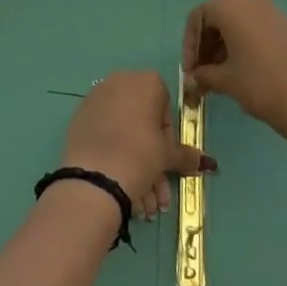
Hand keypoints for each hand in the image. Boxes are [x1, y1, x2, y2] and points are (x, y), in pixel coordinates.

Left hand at [63, 71, 213, 221]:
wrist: (95, 176)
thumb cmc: (140, 155)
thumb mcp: (167, 156)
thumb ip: (185, 155)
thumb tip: (207, 162)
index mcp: (145, 81)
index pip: (165, 105)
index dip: (168, 135)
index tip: (166, 157)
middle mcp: (119, 82)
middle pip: (142, 122)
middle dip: (153, 159)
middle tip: (157, 193)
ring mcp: (96, 98)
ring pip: (124, 132)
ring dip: (137, 167)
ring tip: (143, 204)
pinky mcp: (80, 117)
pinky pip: (105, 134)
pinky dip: (115, 155)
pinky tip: (121, 187)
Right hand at [183, 0, 286, 143]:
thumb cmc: (260, 84)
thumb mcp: (225, 80)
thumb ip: (203, 75)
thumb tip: (191, 80)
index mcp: (231, 7)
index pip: (198, 17)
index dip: (189, 44)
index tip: (190, 71)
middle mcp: (251, 1)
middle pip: (217, 18)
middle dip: (205, 46)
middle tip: (201, 74)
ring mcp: (272, 12)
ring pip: (237, 24)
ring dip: (223, 47)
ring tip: (219, 76)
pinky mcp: (286, 27)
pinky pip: (255, 29)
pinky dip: (242, 45)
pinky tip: (241, 71)